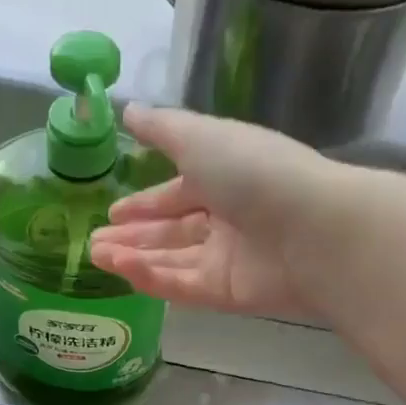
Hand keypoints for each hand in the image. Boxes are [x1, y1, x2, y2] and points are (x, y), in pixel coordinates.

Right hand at [89, 105, 359, 316]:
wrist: (311, 230)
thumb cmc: (254, 172)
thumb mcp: (201, 137)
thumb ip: (162, 128)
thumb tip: (127, 110)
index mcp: (226, 175)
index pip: (179, 192)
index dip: (146, 202)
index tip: (113, 213)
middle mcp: (228, 217)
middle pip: (172, 230)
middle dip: (133, 235)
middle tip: (94, 242)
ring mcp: (228, 258)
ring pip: (172, 259)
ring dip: (133, 257)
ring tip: (97, 256)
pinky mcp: (227, 294)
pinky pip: (182, 285)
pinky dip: (151, 277)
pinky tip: (121, 270)